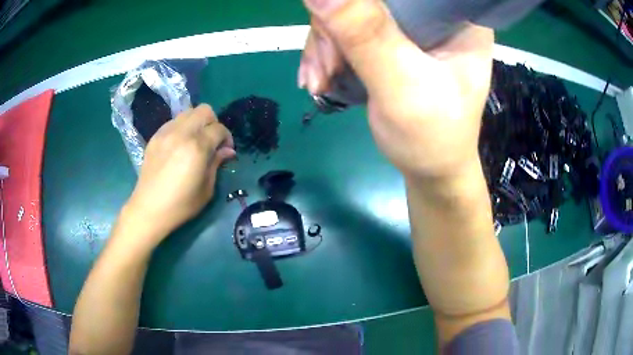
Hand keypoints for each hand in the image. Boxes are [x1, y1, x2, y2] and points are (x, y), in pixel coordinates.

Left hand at [124, 104, 235, 242]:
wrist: (149, 209)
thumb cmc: (181, 204)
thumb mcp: (207, 189)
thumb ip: (217, 163)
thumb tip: (227, 151)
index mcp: (197, 147)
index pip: (219, 129)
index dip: (227, 138)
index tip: (226, 150)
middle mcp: (182, 133)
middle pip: (204, 110)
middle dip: (213, 123)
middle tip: (211, 141)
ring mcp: (166, 132)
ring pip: (188, 112)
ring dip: (197, 122)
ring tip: (195, 141)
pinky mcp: (156, 136)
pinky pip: (174, 121)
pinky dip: (182, 127)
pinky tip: (180, 144)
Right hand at [299, 0, 493, 180]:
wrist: (430, 170)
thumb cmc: (432, 137)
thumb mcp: (402, 85)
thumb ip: (365, 35)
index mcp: (458, 18)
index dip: (364, 2)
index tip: (337, 28)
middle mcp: (435, 15)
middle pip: (372, 0)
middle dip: (335, 30)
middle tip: (325, 69)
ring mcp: (412, 28)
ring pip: (352, 13)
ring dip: (326, 46)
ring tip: (319, 81)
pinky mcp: (393, 41)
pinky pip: (348, 30)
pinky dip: (328, 53)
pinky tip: (321, 77)